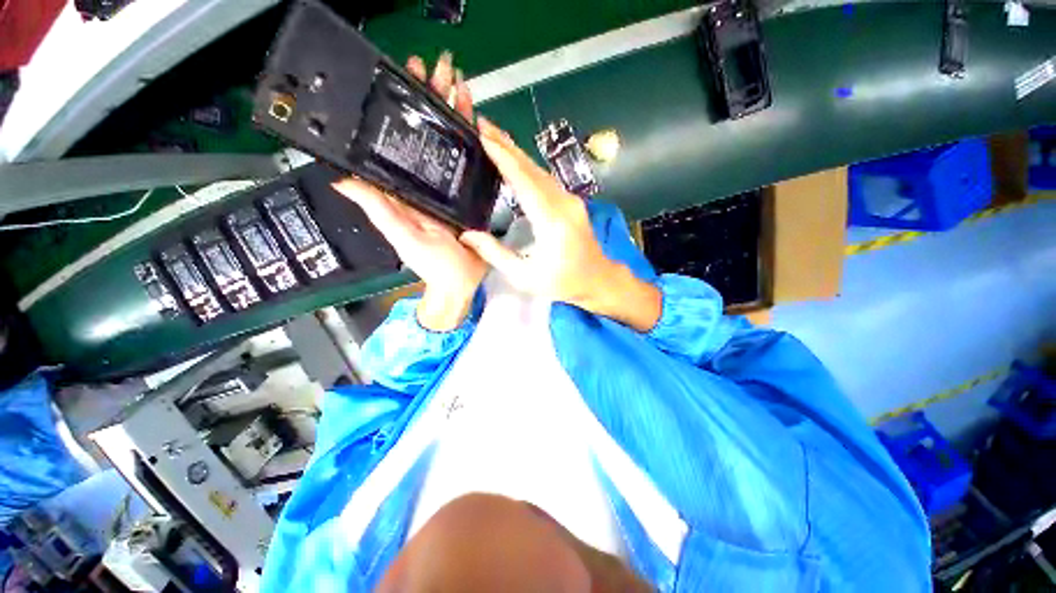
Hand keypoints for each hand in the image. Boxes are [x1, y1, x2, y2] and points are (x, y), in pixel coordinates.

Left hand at [333, 52, 483, 331]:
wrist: (461, 282)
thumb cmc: (433, 264)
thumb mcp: (403, 236)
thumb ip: (378, 209)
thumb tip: (340, 178)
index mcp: (409, 188)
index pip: (406, 138)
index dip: (409, 106)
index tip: (411, 74)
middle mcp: (429, 183)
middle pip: (431, 135)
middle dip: (436, 100)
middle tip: (443, 68)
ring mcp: (452, 189)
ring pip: (454, 145)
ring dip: (457, 115)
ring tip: (463, 86)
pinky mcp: (471, 198)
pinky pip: (474, 166)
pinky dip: (476, 144)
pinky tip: (481, 126)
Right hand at [459, 119, 661, 331]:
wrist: (598, 279)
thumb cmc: (562, 282)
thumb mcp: (524, 276)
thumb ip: (495, 254)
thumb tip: (467, 235)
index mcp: (551, 222)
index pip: (524, 181)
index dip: (503, 157)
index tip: (483, 134)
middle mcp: (563, 203)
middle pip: (532, 169)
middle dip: (506, 145)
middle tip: (481, 123)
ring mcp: (570, 200)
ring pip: (540, 171)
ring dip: (516, 153)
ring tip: (493, 137)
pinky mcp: (571, 202)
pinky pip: (546, 180)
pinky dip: (527, 167)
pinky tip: (514, 161)